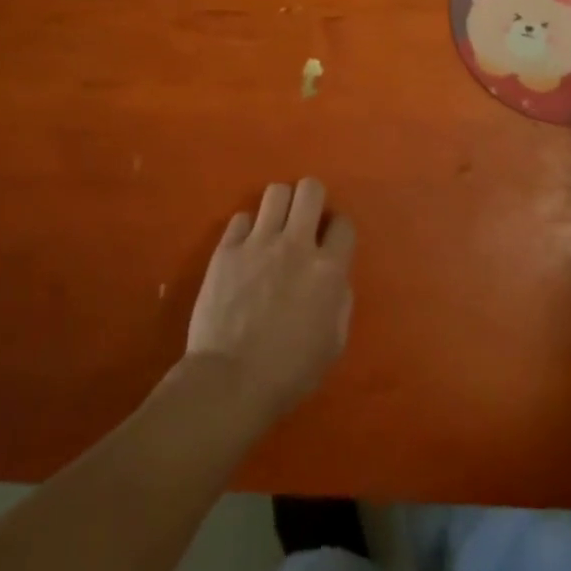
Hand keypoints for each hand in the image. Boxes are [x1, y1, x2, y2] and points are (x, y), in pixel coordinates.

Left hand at [186, 178, 353, 419]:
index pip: (343, 224)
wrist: (229, 382)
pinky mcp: (226, 249)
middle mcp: (296, 245)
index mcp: (327, 269)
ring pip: (275, 192)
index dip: (338, 230)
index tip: (330, 241)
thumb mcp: (333, 344)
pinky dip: (247, 228)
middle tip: (305, 220)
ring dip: (280, 205)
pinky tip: (246, 247)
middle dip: (312, 199)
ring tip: (275, 226)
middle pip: (311, 189)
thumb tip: (335, 278)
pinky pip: (241, 217)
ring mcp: (258, 243)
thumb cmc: (288, 373)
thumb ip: (340, 301)